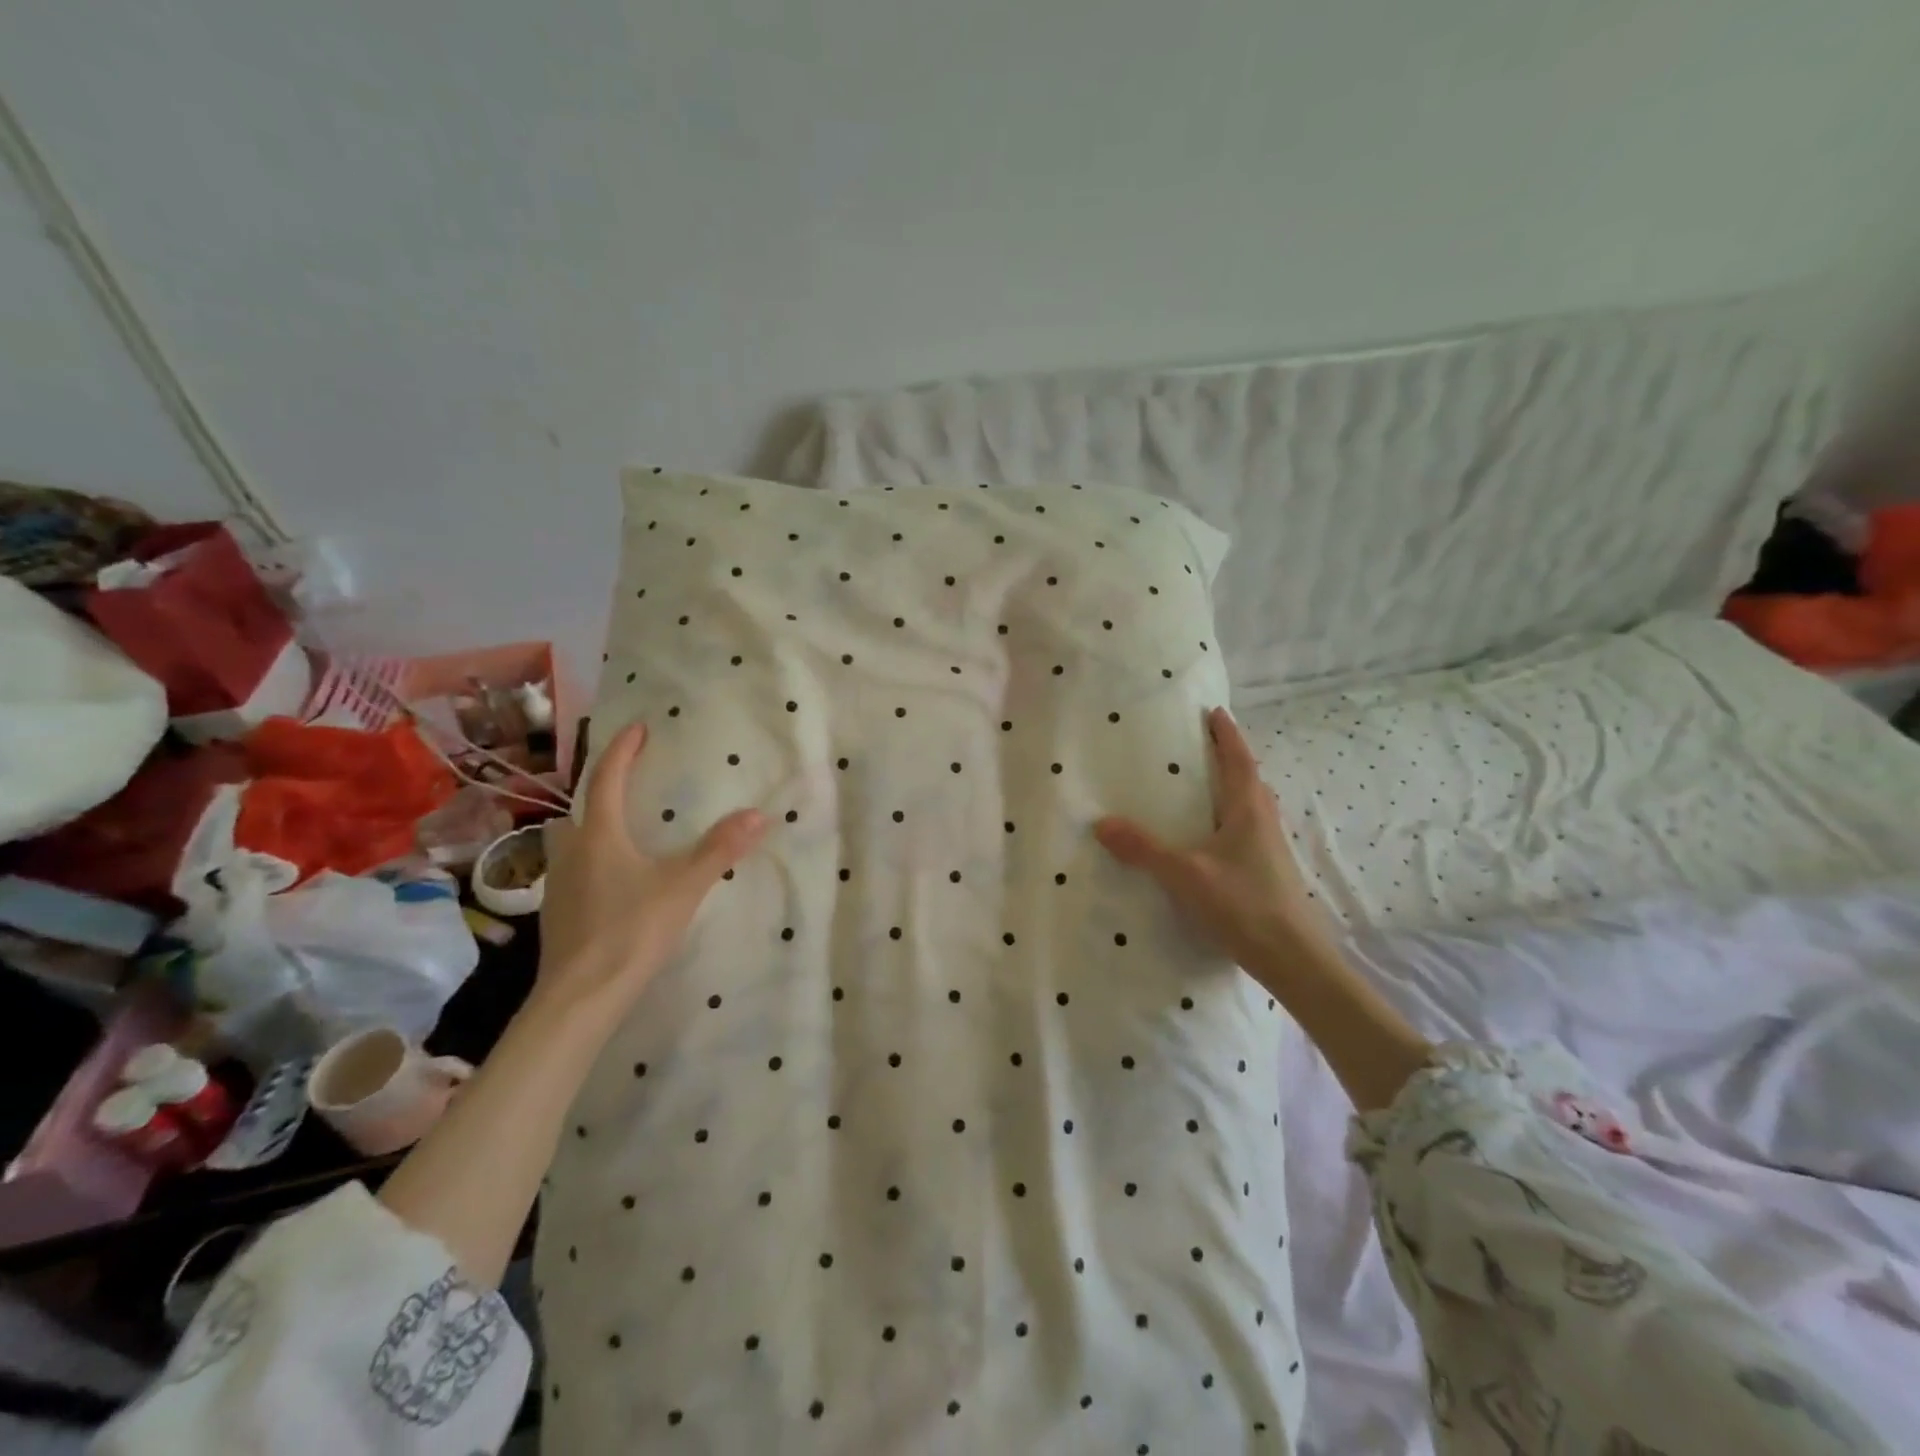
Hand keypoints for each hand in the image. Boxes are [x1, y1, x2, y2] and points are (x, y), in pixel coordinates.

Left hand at [536, 722, 767, 1015]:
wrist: (580, 998)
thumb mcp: (683, 887)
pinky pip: (572, 872)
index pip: (607, 779)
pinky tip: (612, 885)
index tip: (637, 728)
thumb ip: (719, 849)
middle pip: (577, 810)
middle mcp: (571, 852)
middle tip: (628, 789)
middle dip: (599, 794)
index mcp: (599, 836)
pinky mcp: (557, 915)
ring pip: (568, 843)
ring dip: (589, 831)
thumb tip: (758, 814)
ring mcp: (558, 885)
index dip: (622, 750)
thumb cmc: (631, 931)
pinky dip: (590, 864)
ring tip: (621, 837)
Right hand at [1094, 706, 1333, 972]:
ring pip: (1251, 806)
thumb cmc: (1243, 905)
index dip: (1227, 735)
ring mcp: (1271, 848)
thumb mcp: (1185, 875)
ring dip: (1232, 788)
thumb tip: (1102, 823)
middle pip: (1249, 779)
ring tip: (1203, 786)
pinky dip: (1230, 818)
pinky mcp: (1270, 871)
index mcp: (1248, 811)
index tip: (1215, 712)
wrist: (1293, 958)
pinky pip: (1248, 830)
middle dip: (1229, 758)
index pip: (1239, 760)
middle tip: (1202, 746)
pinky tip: (1212, 838)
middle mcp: (1265, 822)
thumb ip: (1144, 849)